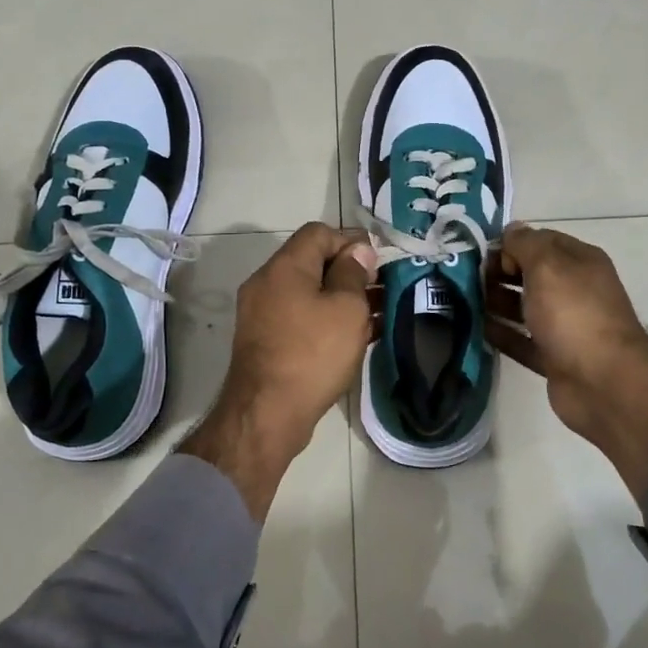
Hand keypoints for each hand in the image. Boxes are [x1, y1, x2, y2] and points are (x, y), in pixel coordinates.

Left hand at [181, 222, 378, 519]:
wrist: (267, 413)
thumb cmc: (313, 353)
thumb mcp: (346, 309)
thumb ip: (353, 273)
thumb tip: (357, 252)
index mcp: (285, 267)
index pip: (319, 233)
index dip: (352, 241)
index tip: (379, 261)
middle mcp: (268, 283)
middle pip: (313, 262)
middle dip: (351, 272)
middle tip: (383, 288)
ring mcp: (263, 314)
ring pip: (309, 293)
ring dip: (342, 298)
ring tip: (378, 313)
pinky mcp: (266, 341)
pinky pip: (301, 318)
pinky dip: (327, 320)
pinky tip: (357, 336)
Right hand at [486, 224, 647, 498]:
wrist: (603, 381)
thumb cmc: (574, 313)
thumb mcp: (547, 265)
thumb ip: (525, 244)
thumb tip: (511, 230)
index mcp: (580, 262)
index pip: (541, 241)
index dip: (511, 244)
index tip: (482, 254)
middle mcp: (574, 290)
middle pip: (530, 274)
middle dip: (499, 273)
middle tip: (466, 279)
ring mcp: (565, 326)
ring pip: (524, 308)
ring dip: (496, 302)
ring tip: (463, 301)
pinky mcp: (554, 358)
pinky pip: (522, 340)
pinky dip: (502, 334)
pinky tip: (476, 329)